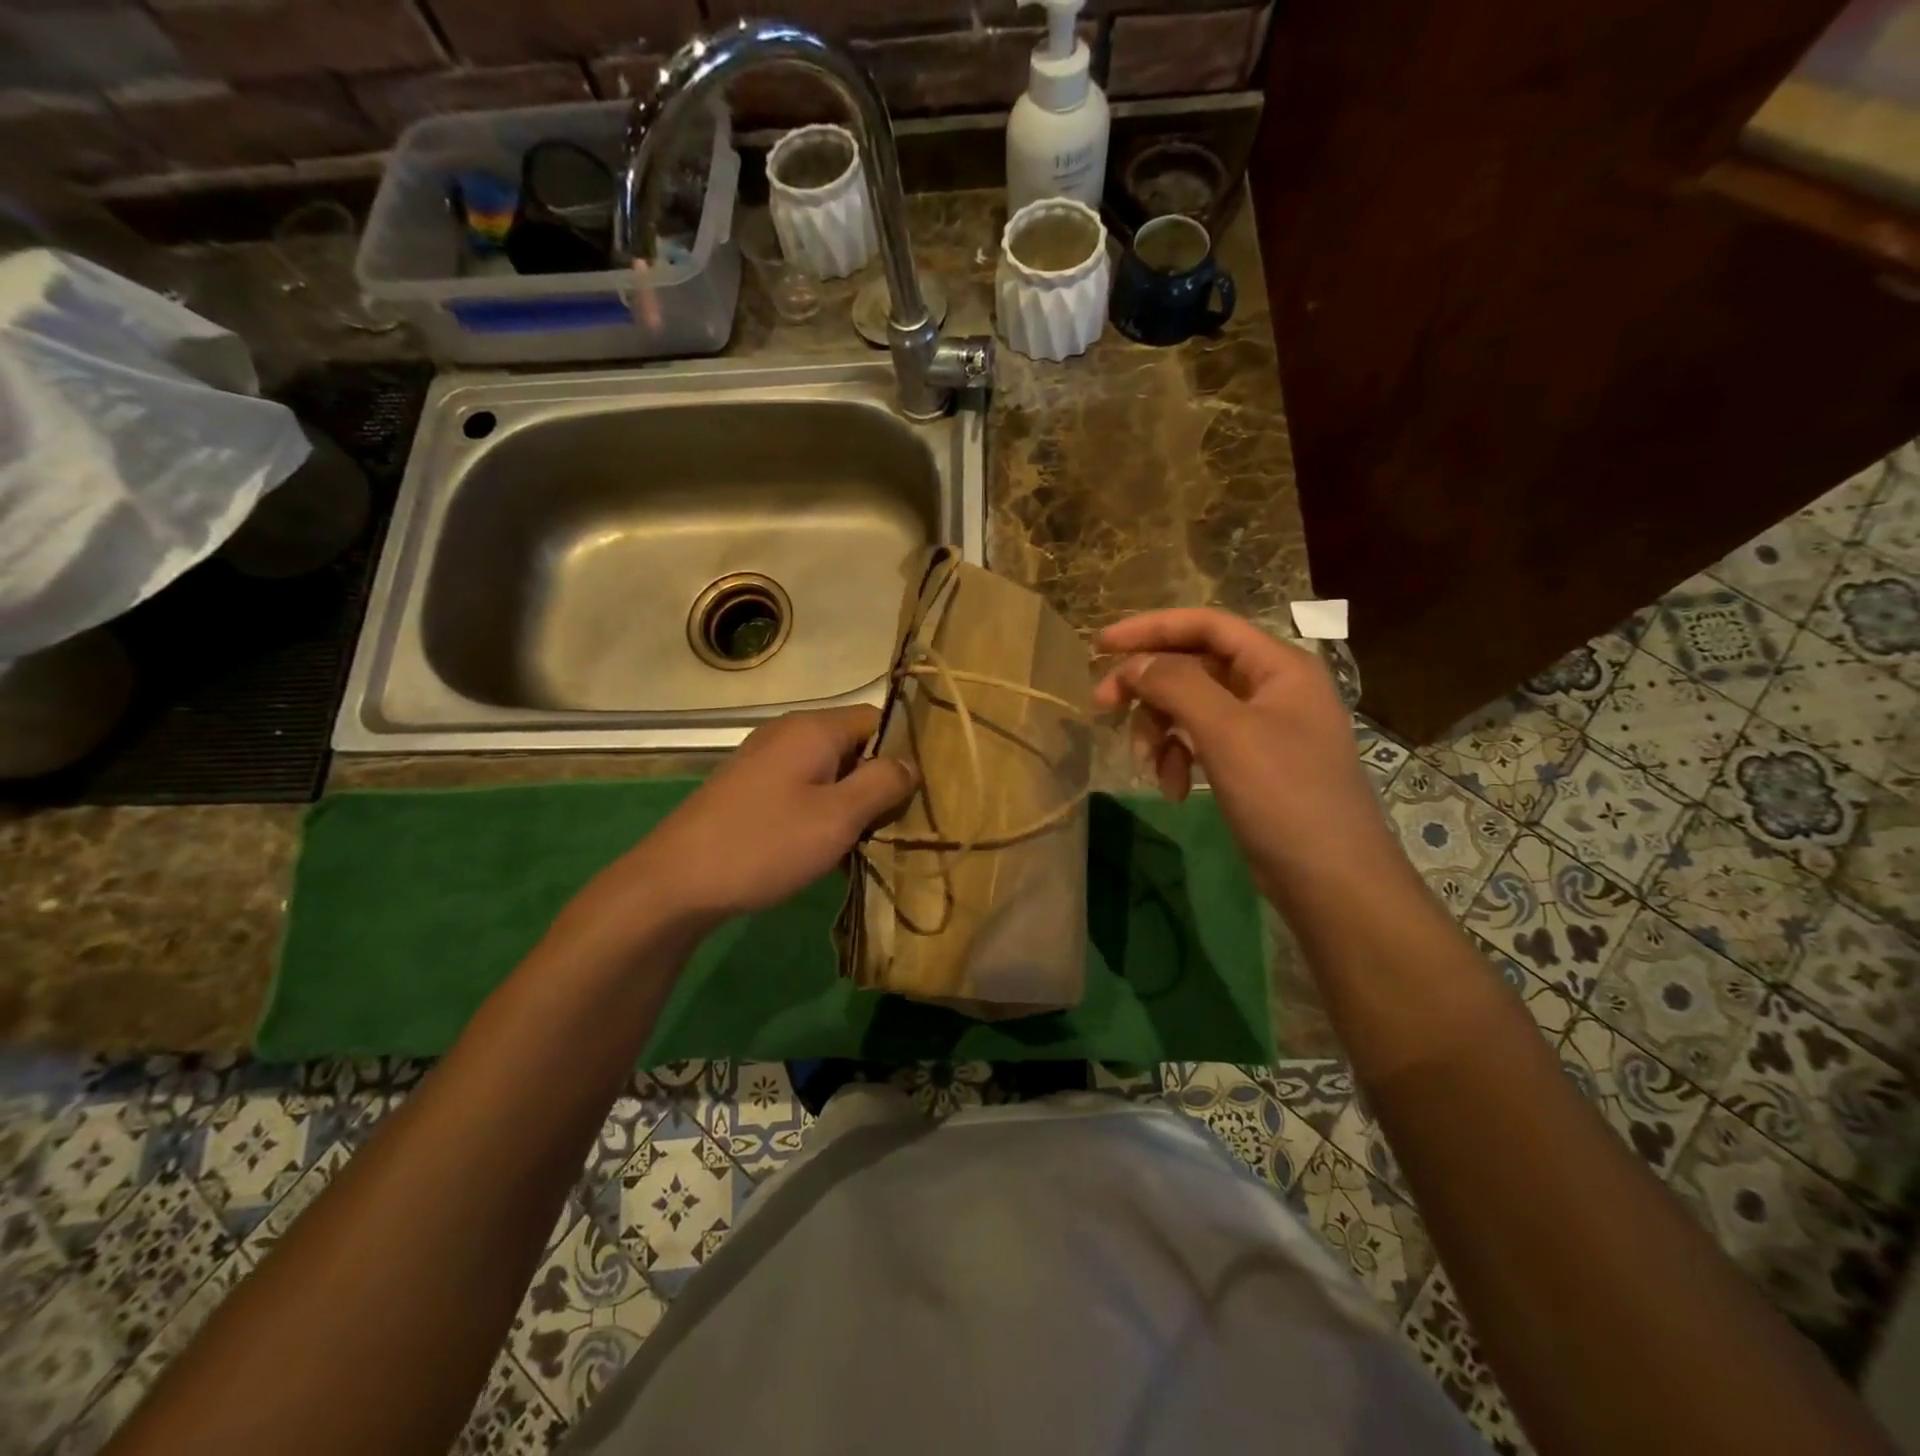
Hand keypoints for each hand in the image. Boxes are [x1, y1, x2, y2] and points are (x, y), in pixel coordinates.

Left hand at [552, 706, 915, 960]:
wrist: (676, 882)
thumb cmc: (766, 844)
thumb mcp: (838, 816)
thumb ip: (882, 783)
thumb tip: (910, 764)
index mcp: (813, 729)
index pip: (878, 719)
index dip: (903, 751)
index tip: (921, 792)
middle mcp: (789, 734)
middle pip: (853, 746)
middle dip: (878, 783)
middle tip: (897, 826)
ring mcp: (765, 762)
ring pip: (829, 773)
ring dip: (851, 805)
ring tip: (866, 847)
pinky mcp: (750, 790)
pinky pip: (802, 791)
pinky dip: (822, 815)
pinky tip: (827, 855)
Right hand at [1093, 609, 1402, 909]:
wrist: (1332, 882)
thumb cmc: (1284, 796)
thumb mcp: (1227, 733)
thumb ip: (1177, 685)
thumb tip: (1134, 663)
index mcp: (1278, 666)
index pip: (1207, 625)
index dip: (1152, 627)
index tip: (1102, 643)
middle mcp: (1271, 688)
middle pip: (1193, 667)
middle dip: (1148, 688)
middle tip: (1101, 706)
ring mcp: (1262, 728)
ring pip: (1191, 708)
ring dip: (1160, 732)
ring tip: (1147, 767)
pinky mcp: (1251, 764)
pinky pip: (1201, 743)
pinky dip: (1179, 759)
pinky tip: (1175, 790)